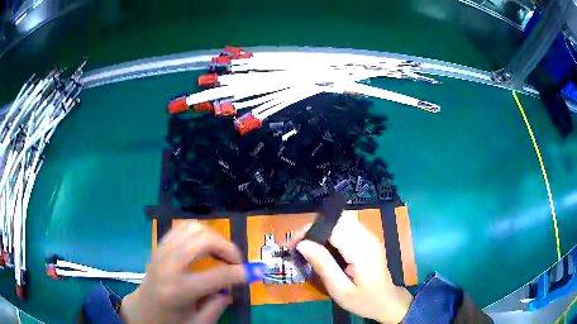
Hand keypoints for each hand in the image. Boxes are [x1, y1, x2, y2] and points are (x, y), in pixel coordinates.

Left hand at [121, 222, 245, 323]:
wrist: (142, 311)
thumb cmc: (170, 322)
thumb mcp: (198, 323)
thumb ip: (218, 305)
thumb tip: (231, 286)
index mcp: (178, 291)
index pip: (216, 275)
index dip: (240, 272)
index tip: (253, 273)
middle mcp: (168, 266)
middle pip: (202, 240)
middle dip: (228, 247)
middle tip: (237, 261)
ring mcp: (161, 252)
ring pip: (192, 228)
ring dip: (214, 237)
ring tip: (222, 253)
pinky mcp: (160, 247)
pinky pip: (182, 228)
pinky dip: (200, 232)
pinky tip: (206, 247)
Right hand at [295, 211, 412, 323]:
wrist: (387, 302)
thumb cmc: (364, 300)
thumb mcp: (340, 289)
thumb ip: (323, 265)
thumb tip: (302, 244)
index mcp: (362, 249)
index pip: (333, 226)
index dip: (310, 230)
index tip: (294, 244)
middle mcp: (367, 237)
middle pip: (338, 218)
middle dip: (314, 227)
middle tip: (299, 245)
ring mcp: (369, 237)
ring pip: (342, 220)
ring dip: (322, 229)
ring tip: (308, 246)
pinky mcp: (368, 240)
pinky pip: (347, 227)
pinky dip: (331, 232)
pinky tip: (323, 248)